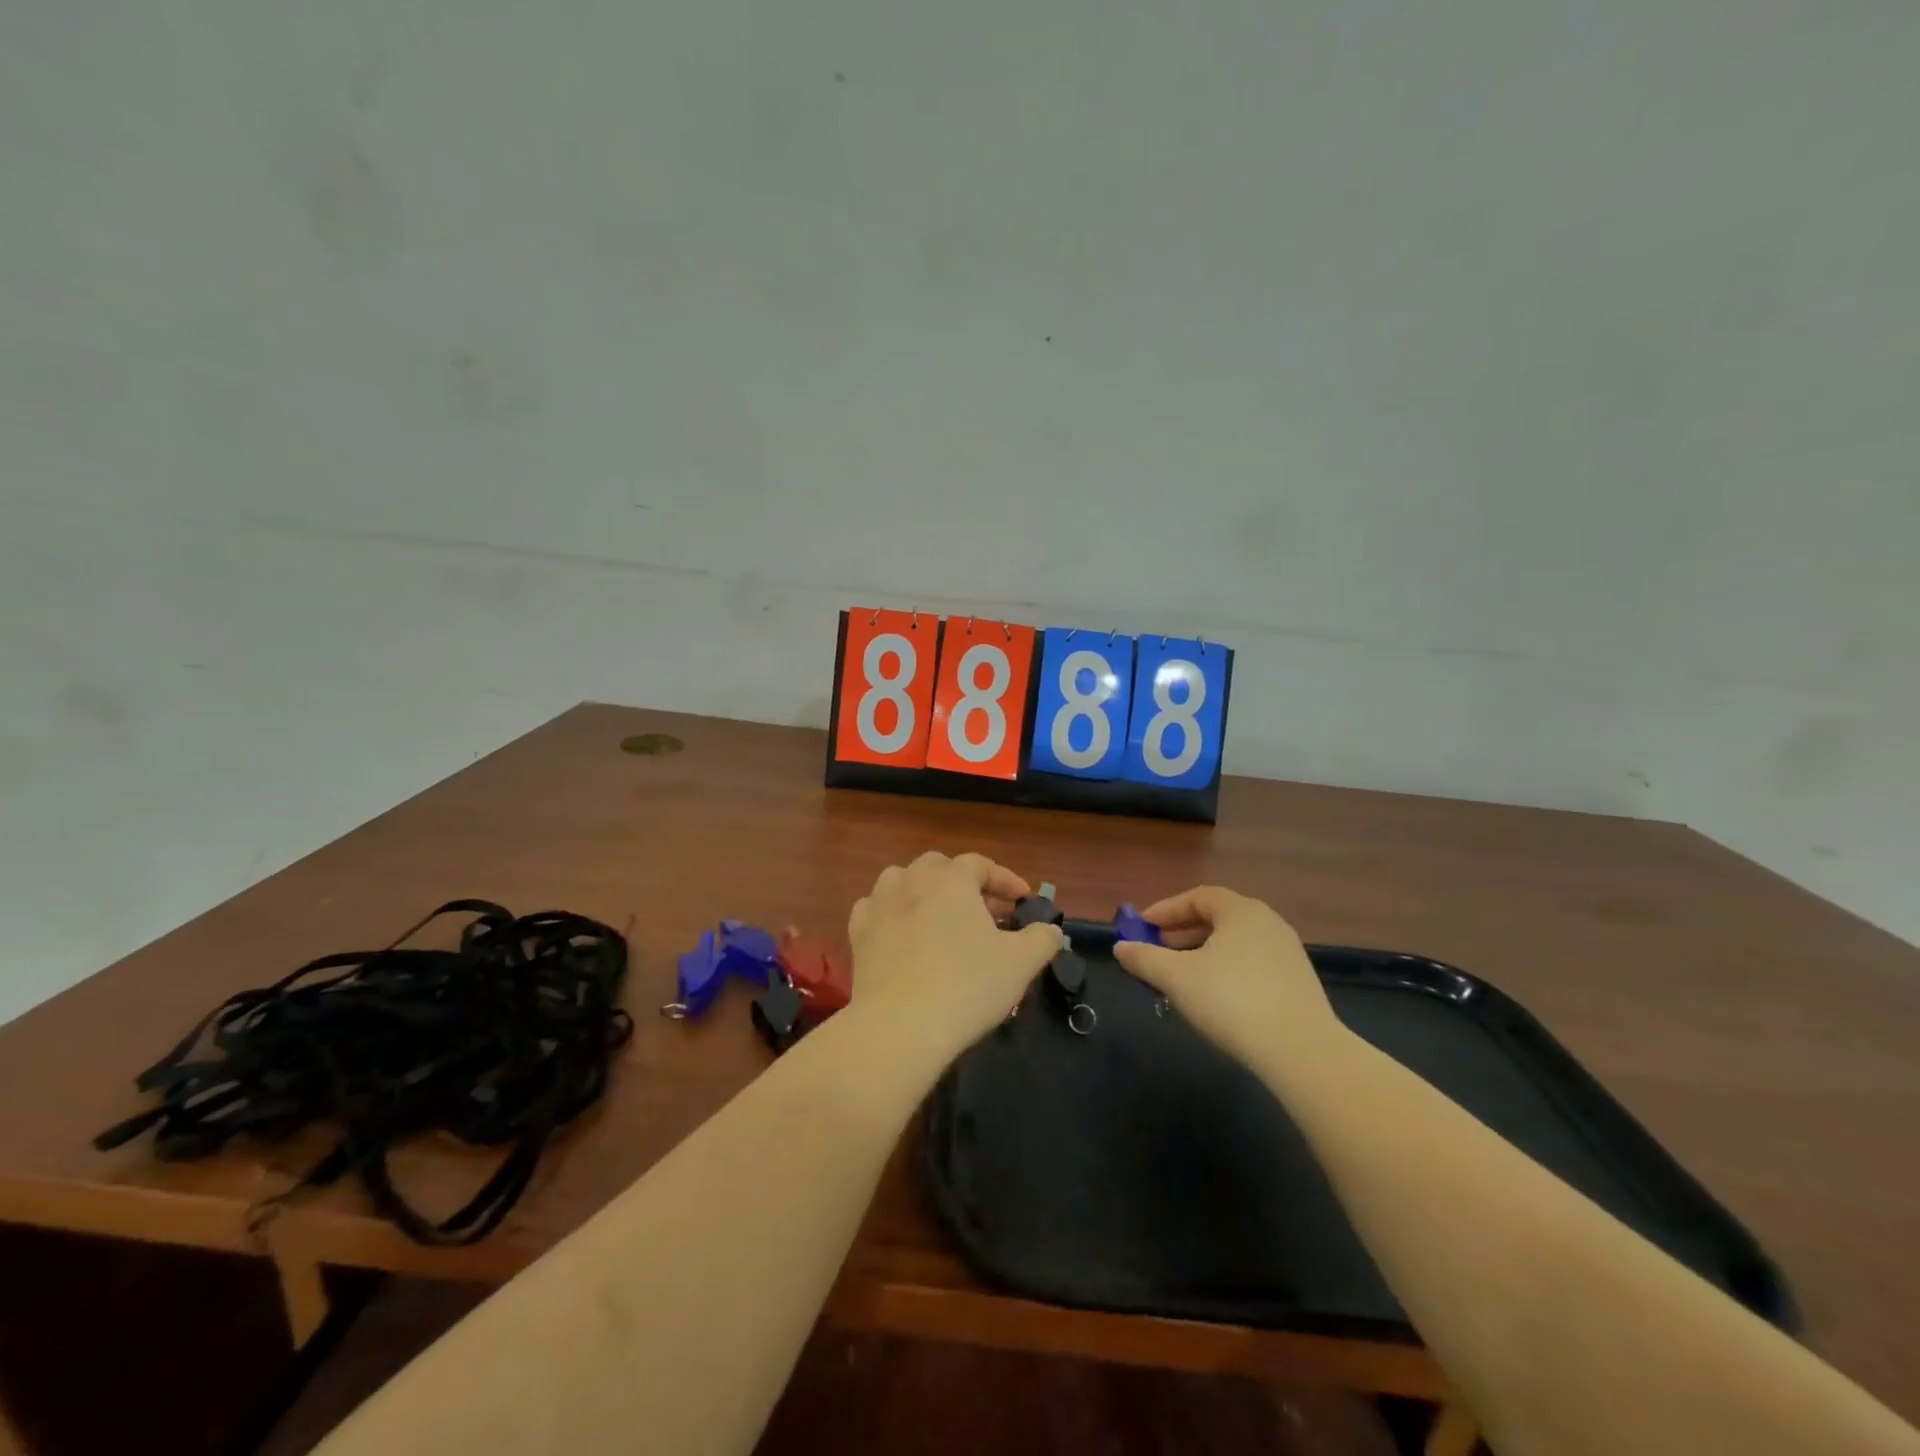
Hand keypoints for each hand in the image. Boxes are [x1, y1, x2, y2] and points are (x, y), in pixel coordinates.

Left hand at [846, 852, 1064, 1070]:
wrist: (900, 1028)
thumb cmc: (967, 987)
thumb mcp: (1020, 964)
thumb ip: (1042, 939)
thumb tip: (1051, 930)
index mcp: (951, 881)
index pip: (980, 864)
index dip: (1005, 878)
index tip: (1024, 900)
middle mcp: (912, 882)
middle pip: (940, 866)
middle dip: (965, 882)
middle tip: (986, 911)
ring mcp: (880, 906)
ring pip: (902, 880)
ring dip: (924, 890)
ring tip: (941, 916)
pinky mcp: (858, 934)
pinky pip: (875, 908)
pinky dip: (891, 912)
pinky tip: (901, 931)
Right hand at [1112, 887, 1345, 1073]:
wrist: (1302, 1052)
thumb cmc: (1231, 1001)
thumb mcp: (1176, 978)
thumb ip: (1144, 958)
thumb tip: (1121, 947)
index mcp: (1241, 911)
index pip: (1198, 897)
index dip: (1166, 910)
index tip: (1142, 927)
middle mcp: (1268, 923)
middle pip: (1217, 918)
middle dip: (1183, 932)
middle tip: (1158, 950)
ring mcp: (1288, 953)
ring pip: (1235, 943)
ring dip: (1203, 953)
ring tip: (1182, 978)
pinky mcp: (1298, 983)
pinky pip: (1252, 964)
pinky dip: (1226, 970)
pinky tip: (1215, 998)